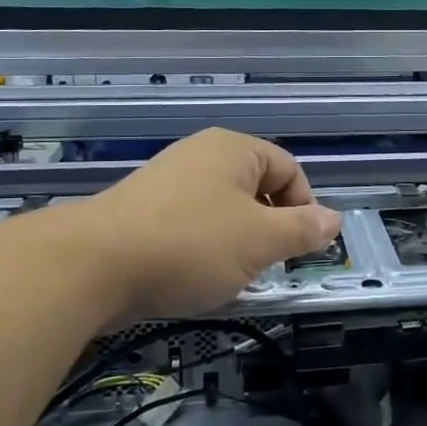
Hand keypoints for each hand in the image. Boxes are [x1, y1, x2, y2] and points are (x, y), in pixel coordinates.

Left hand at [90, 129, 342, 323]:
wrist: (92, 265)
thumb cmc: (191, 244)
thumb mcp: (261, 241)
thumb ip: (303, 230)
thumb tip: (334, 219)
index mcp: (234, 149)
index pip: (290, 170)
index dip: (305, 209)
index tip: (301, 249)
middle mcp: (201, 155)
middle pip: (256, 188)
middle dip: (269, 229)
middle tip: (268, 266)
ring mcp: (167, 180)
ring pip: (223, 210)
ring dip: (237, 243)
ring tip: (230, 276)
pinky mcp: (141, 210)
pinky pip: (190, 224)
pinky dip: (202, 248)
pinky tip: (192, 276)